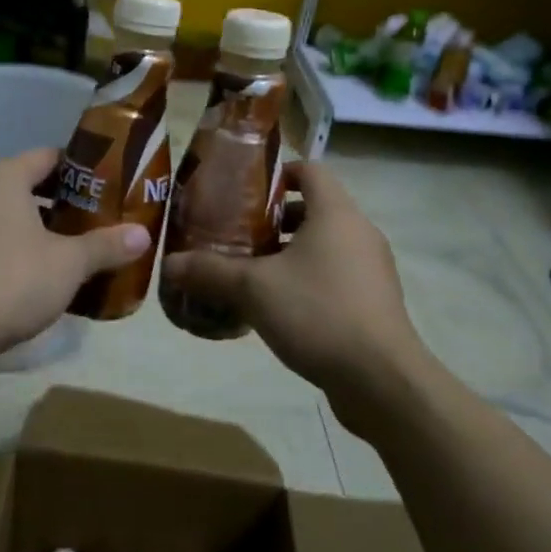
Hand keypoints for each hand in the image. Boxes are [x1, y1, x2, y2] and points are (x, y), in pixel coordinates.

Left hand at [0, 148, 150, 378]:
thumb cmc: (12, 280)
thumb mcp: (69, 263)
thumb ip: (106, 245)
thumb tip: (144, 235)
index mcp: (3, 178)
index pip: (50, 156)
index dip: (83, 169)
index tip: (112, 185)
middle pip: (30, 186)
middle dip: (66, 202)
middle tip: (102, 218)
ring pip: (12, 216)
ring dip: (43, 229)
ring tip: (79, 247)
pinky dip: (20, 249)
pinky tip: (45, 275)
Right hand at [160, 162, 427, 428]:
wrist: (382, 381)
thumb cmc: (318, 313)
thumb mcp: (253, 289)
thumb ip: (210, 271)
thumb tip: (168, 264)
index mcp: (336, 214)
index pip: (310, 170)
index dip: (277, 173)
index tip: (244, 191)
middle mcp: (359, 233)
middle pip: (314, 209)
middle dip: (273, 219)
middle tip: (236, 233)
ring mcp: (370, 270)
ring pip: (323, 246)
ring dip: (288, 253)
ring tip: (248, 271)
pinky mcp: (373, 303)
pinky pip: (334, 276)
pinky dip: (306, 280)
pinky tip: (275, 307)